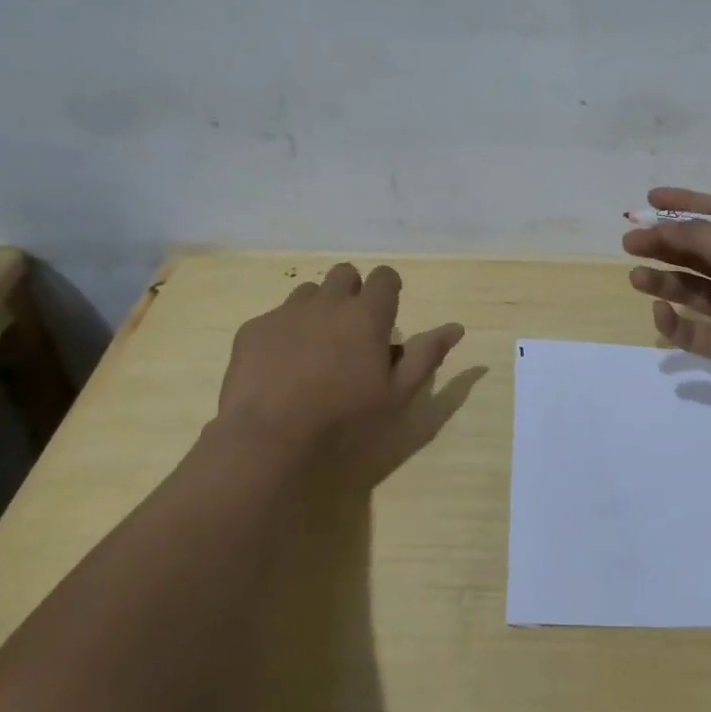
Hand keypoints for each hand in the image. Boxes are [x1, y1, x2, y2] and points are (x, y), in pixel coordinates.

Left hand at [214, 262, 464, 481]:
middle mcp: (328, 301)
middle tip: (352, 330)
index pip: (384, 277)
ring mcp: (287, 312)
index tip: (386, 314)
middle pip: (345, 274)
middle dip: (352, 292)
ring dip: (318, 309)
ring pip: (309, 293)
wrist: (268, 438)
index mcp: (368, 314)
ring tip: (315, 348)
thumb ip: (427, 355)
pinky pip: (275, 317)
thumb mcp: (397, 394)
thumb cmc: (344, 418)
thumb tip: (456, 327)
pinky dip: (284, 332)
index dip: (388, 289)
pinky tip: (281, 366)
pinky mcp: (254, 329)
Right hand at [624, 187, 710, 418]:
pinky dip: (672, 321)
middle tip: (629, 242)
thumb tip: (664, 226)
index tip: (650, 200)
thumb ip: (701, 237)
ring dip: (661, 279)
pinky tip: (660, 313)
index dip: (685, 204)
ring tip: (636, 278)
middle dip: (663, 243)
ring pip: (688, 287)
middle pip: (697, 250)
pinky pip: (689, 328)